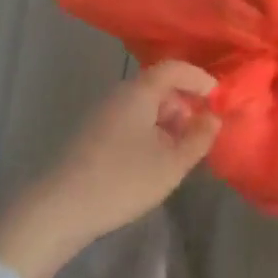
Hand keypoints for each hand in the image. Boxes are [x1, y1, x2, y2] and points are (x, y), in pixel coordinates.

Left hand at [0, 61, 219, 277]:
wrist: (59, 209)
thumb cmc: (123, 180)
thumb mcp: (172, 163)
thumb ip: (198, 138)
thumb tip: (213, 118)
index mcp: (139, 92)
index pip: (174, 68)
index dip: (199, 78)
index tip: (218, 98)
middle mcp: (118, 95)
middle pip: (158, 86)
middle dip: (184, 105)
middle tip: (199, 133)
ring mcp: (101, 115)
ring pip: (143, 107)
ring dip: (166, 123)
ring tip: (178, 154)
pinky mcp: (91, 136)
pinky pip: (129, 122)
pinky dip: (148, 133)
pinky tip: (151, 163)